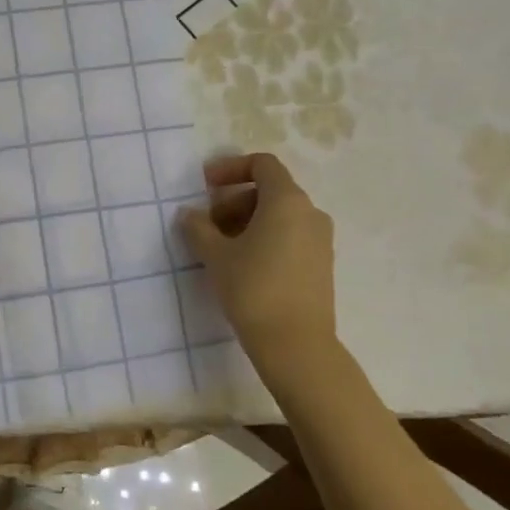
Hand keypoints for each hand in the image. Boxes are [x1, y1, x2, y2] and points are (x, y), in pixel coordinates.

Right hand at [178, 154, 339, 389]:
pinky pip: (291, 236)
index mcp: (287, 201)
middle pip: (269, 190)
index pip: (262, 164)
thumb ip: (198, 227)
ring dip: (247, 221)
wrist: (296, 345)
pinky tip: (244, 265)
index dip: (231, 168)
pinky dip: (266, 238)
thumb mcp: (216, 255)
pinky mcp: (321, 264)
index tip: (205, 185)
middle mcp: (310, 213)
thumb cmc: (253, 289)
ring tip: (221, 248)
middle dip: (234, 201)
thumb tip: (189, 214)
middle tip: (208, 225)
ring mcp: (320, 240)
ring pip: (280, 215)